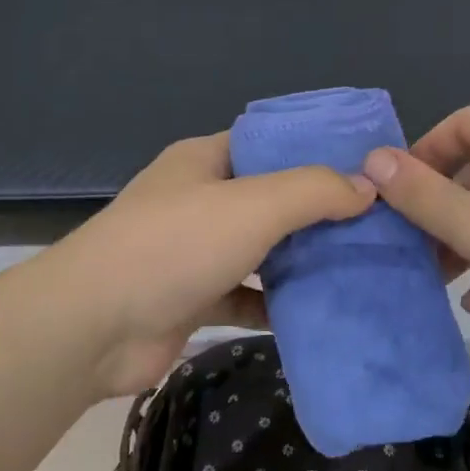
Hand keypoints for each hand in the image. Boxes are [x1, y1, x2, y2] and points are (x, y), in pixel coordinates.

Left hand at [44, 132, 375, 396]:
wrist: (93, 327)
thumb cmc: (174, 247)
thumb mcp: (253, 205)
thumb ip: (313, 191)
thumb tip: (368, 187)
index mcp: (204, 161)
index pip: (268, 143)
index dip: (314, 149)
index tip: (365, 166)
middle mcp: (199, 201)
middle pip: (270, 198)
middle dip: (318, 211)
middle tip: (376, 222)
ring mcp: (194, 252)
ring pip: (260, 249)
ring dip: (302, 259)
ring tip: (362, 264)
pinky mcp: (193, 300)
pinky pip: (247, 295)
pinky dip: (277, 303)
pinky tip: (321, 312)